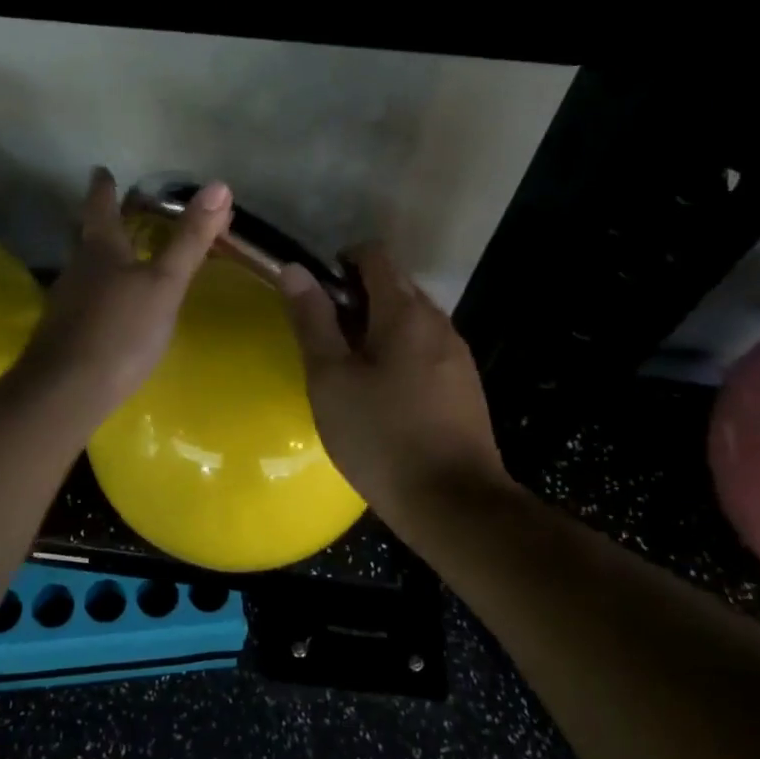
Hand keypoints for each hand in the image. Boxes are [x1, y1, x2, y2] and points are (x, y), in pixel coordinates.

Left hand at [20, 168, 231, 419]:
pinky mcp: (64, 333)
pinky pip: (84, 300)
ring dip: (99, 259)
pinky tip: (111, 308)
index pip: (100, 206)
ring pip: (83, 269)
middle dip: (98, 222)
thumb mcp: (165, 283)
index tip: (102, 170)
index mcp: (100, 249)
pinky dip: (99, 293)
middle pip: (85, 236)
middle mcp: (77, 268)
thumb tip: (219, 186)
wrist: (68, 390)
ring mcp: (66, 302)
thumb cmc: (121, 330)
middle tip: (112, 211)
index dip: (103, 187)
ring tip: (119, 258)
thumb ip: (190, 239)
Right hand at [279, 244, 507, 518]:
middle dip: (357, 298)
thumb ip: (312, 320)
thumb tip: (294, 268)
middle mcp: (438, 321)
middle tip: (325, 339)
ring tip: (349, 370)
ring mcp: (457, 354)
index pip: (375, 256)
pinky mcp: (465, 385)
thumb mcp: (330, 378)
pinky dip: (400, 354)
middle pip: (394, 286)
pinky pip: (426, 349)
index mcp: (404, 312)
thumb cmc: (381, 436)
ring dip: (378, 328)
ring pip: (411, 320)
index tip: (316, 296)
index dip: (341, 262)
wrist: (453, 502)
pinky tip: (383, 396)